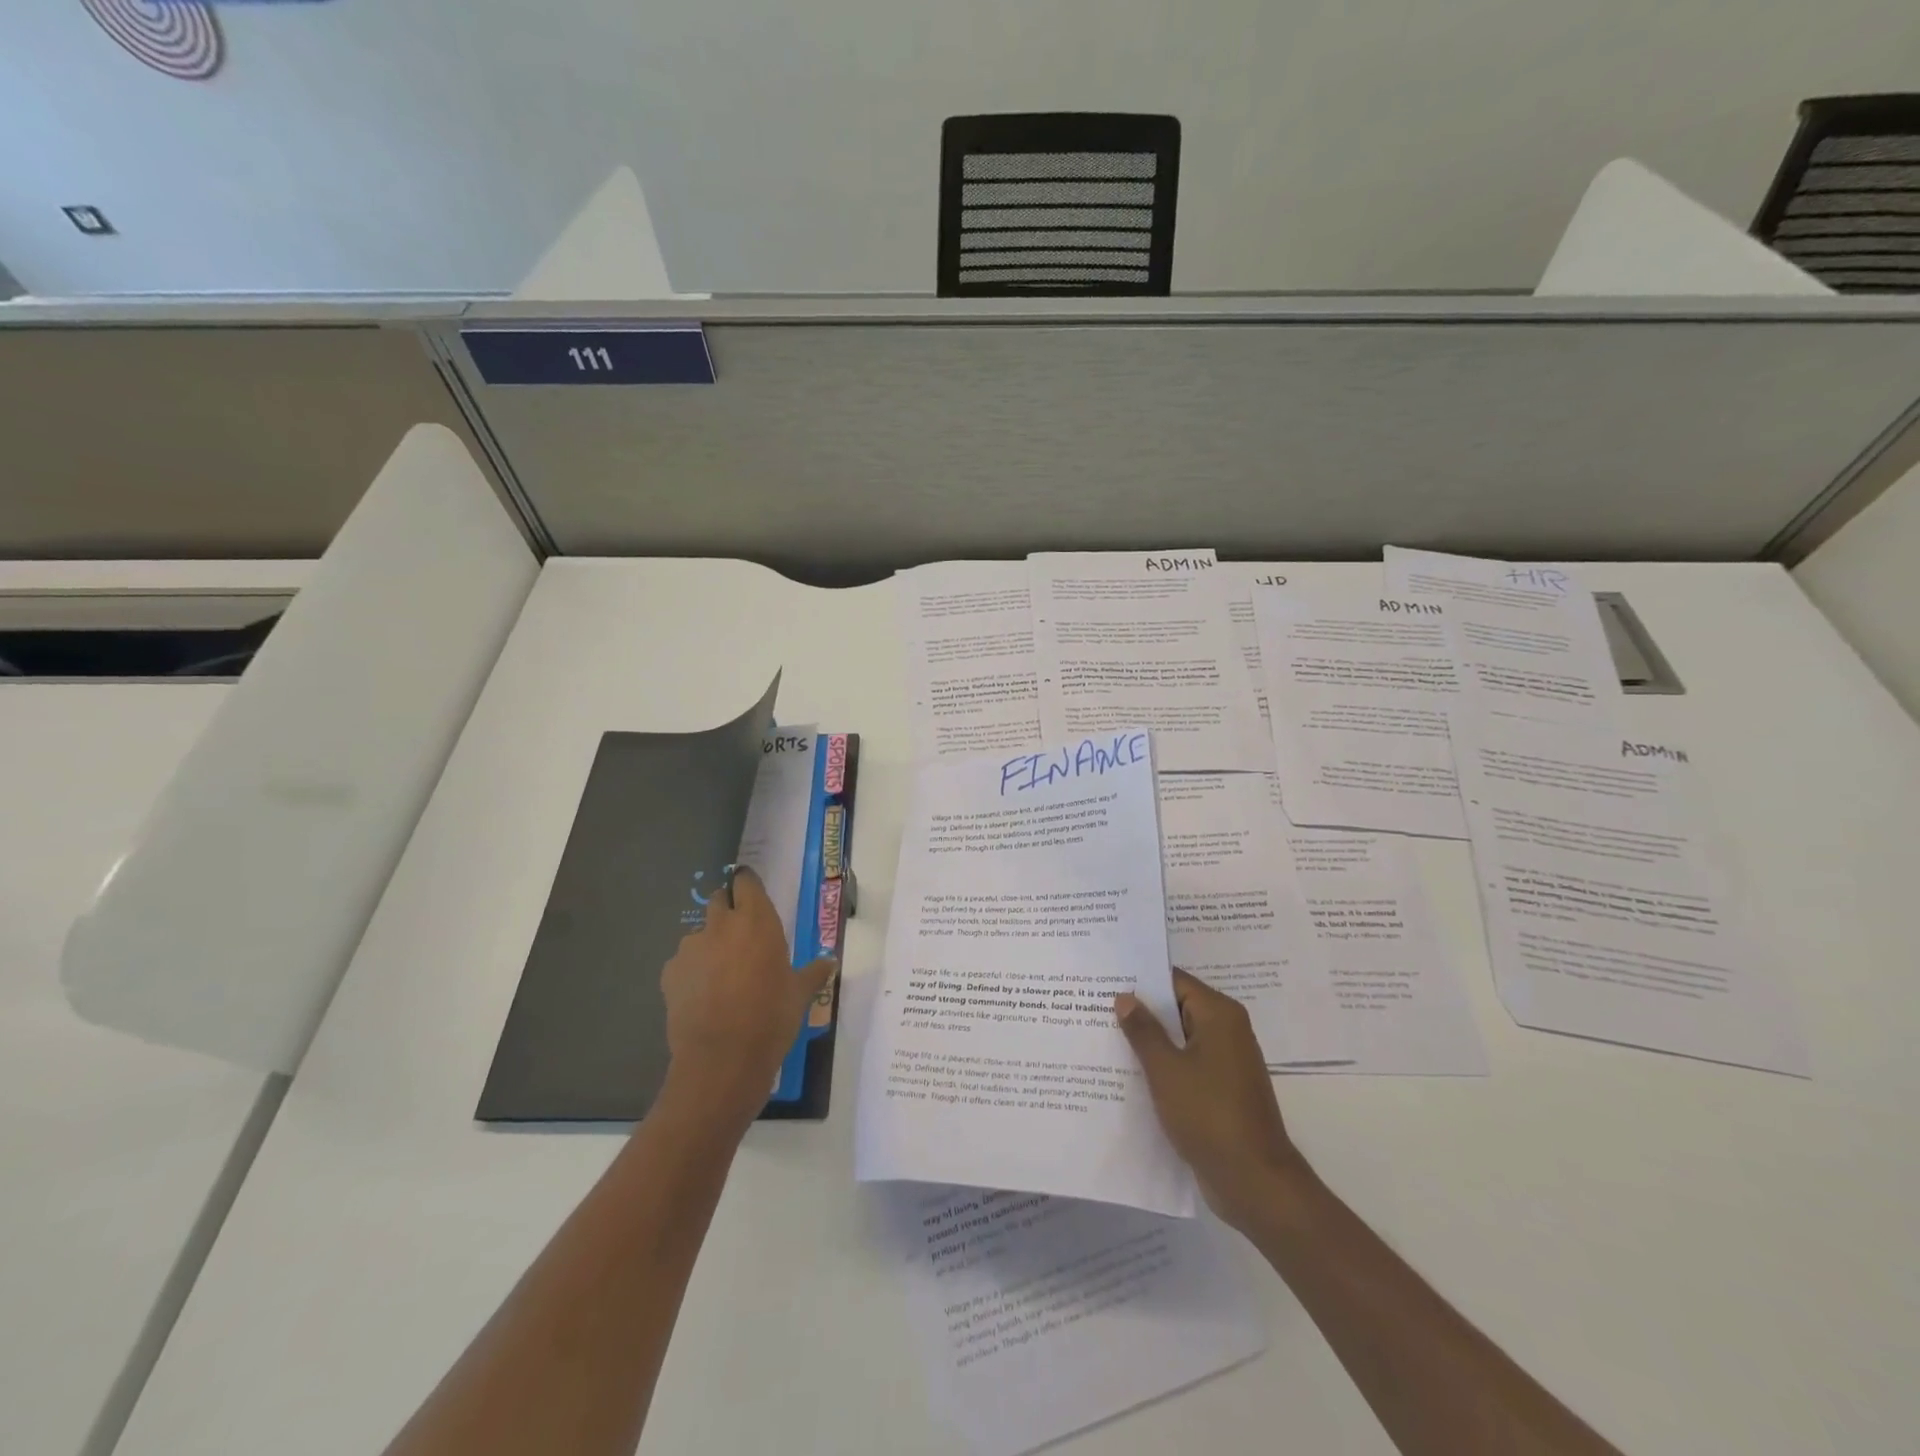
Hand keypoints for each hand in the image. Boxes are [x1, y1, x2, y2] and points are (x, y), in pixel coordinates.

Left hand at [659, 865, 836, 1131]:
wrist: (721, 1060)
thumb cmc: (771, 1018)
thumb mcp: (799, 994)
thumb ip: (813, 973)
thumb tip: (830, 962)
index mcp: (757, 921)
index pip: (746, 882)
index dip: (747, 885)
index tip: (753, 895)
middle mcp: (721, 925)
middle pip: (719, 901)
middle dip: (728, 911)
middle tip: (742, 937)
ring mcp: (691, 948)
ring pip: (700, 934)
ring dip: (710, 944)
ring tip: (722, 975)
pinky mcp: (670, 973)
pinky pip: (684, 962)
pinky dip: (693, 971)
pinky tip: (703, 996)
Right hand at [1115, 969, 1309, 1232]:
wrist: (1255, 1182)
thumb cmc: (1209, 1115)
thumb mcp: (1166, 1069)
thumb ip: (1143, 1031)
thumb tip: (1125, 997)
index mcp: (1219, 1015)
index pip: (1174, 981)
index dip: (1140, 981)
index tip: (1105, 981)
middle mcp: (1227, 1031)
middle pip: (1177, 1008)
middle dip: (1140, 1011)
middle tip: (1095, 1008)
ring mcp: (1227, 1062)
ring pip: (1180, 1040)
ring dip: (1149, 1042)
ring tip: (1105, 1039)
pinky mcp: (1222, 1090)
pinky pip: (1187, 1065)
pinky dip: (1163, 1066)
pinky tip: (1129, 1074)